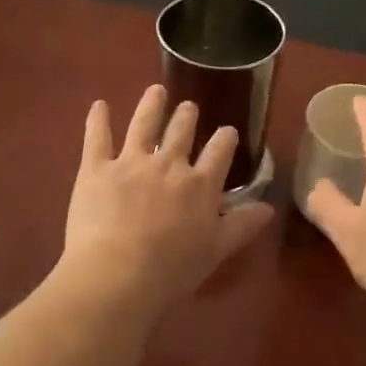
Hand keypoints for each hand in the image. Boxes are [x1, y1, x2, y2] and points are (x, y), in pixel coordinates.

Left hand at [57, 85, 273, 318]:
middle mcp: (169, 165)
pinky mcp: (96, 168)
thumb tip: (269, 207)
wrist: (118, 274)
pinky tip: (99, 105)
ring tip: (155, 91)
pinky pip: (97, 137)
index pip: (219, 152)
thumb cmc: (171, 270)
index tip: (227, 131)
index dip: (225, 139)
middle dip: (187, 117)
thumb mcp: (216, 250)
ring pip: (144, 124)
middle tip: (188, 107)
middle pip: (181, 132)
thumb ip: (242, 225)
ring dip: (151, 105)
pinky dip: (98, 119)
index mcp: (200, 185)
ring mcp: (131, 162)